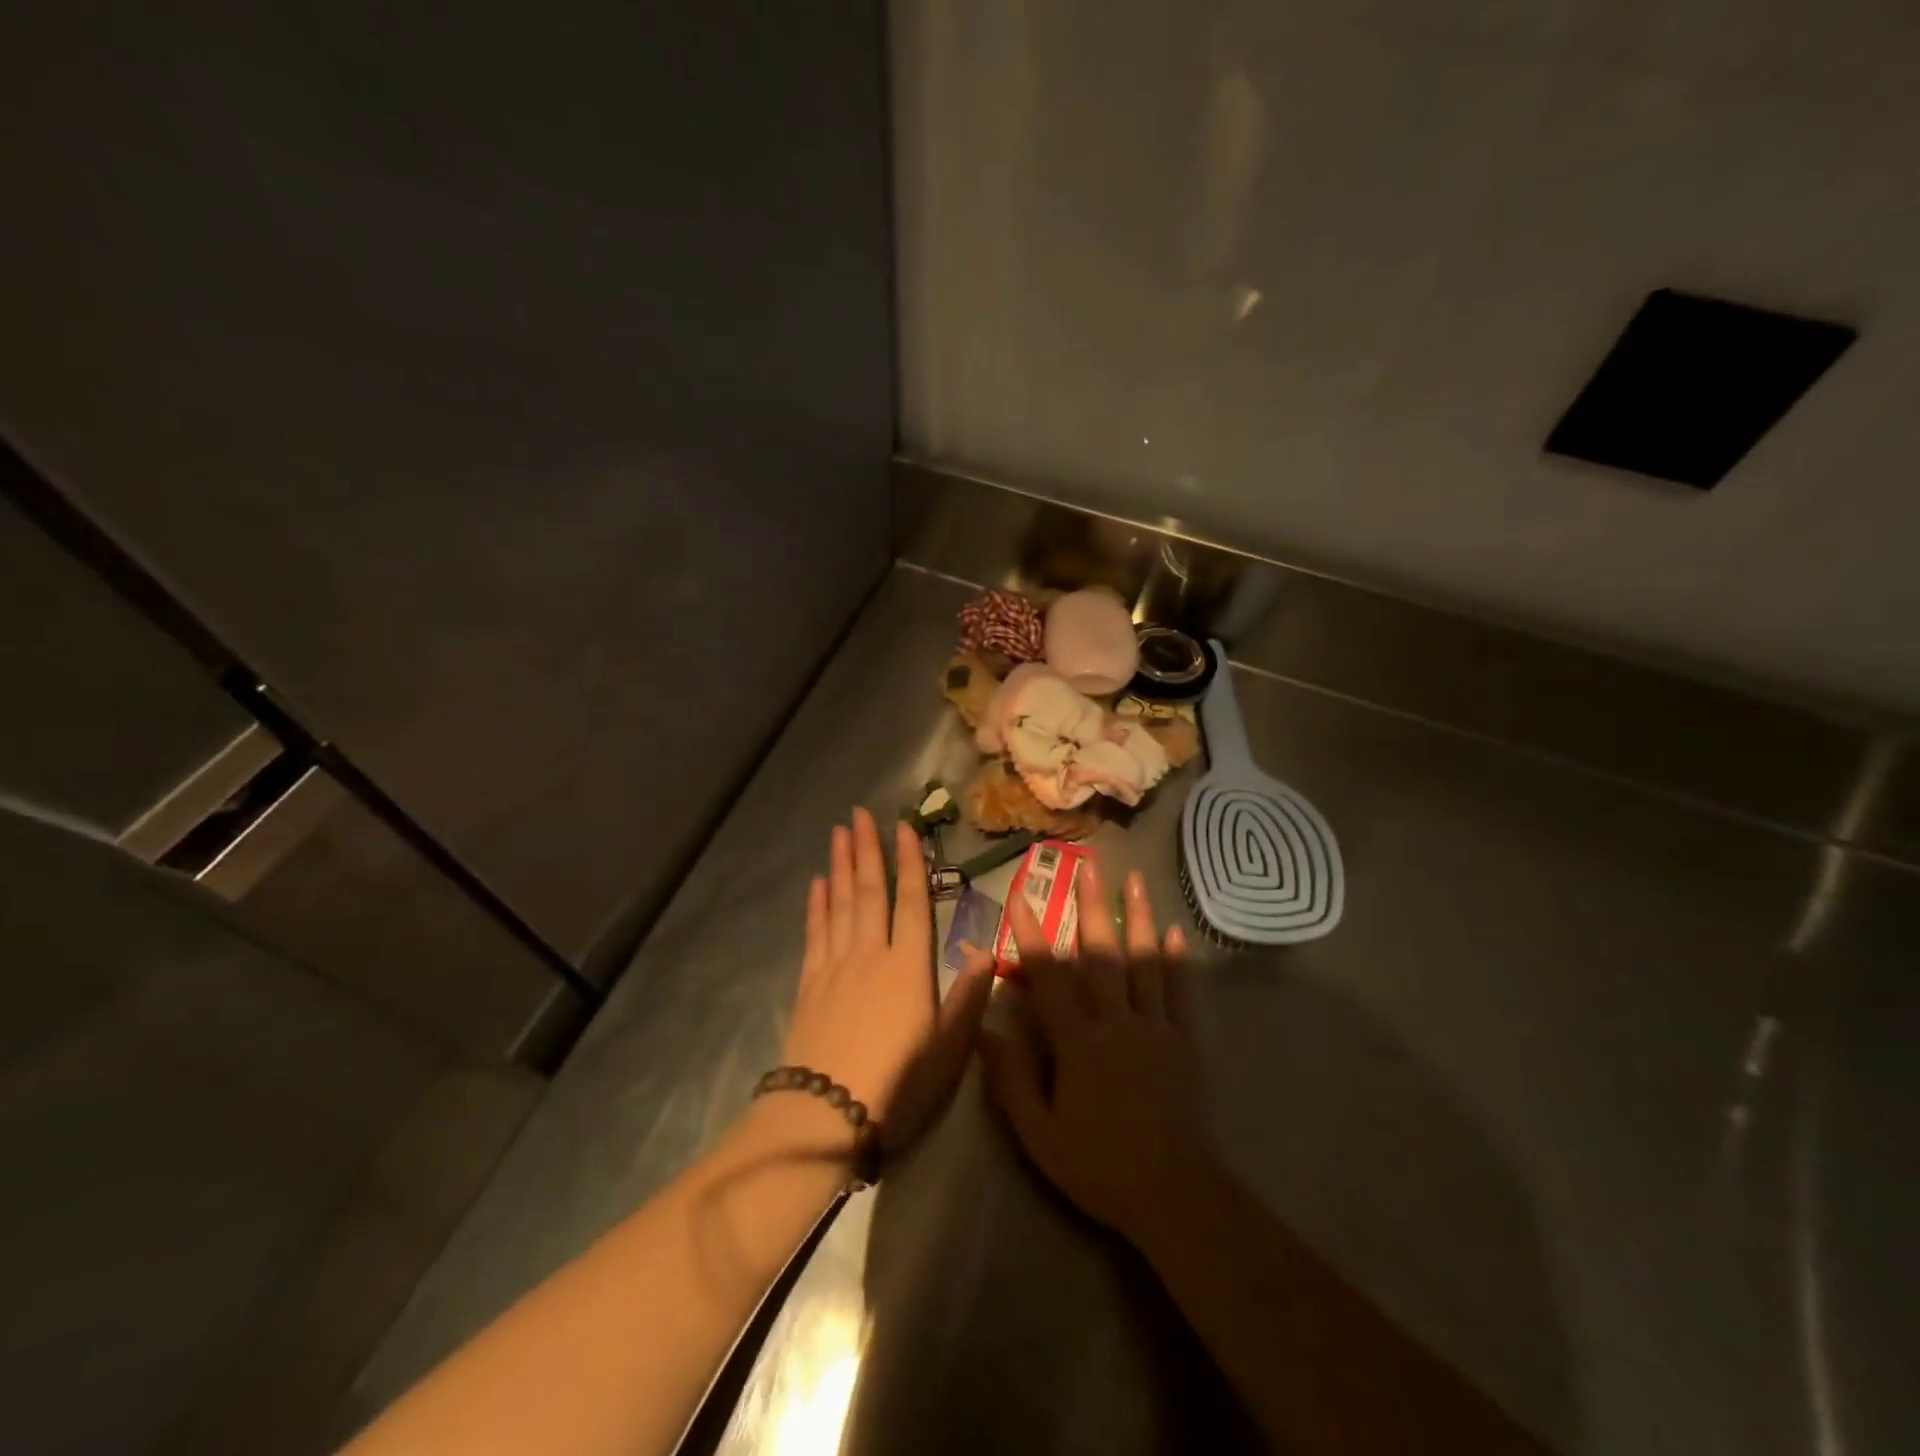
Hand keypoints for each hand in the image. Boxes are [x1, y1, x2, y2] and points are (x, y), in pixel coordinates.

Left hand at [779, 807, 992, 1156]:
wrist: (825, 1116)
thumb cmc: (897, 1085)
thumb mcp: (948, 1048)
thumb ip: (968, 998)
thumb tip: (988, 952)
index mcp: (908, 966)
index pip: (912, 901)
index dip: (909, 862)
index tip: (904, 827)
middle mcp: (870, 954)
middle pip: (869, 891)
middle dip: (866, 849)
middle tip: (859, 813)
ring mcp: (834, 966)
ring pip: (839, 904)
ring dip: (839, 866)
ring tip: (839, 833)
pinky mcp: (809, 984)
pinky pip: (815, 933)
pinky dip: (816, 905)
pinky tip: (816, 884)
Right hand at [979, 861, 1208, 1245]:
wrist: (1172, 1193)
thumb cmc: (1097, 1164)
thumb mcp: (1039, 1133)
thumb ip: (1010, 1080)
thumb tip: (983, 1030)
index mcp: (1078, 1041)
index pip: (1048, 976)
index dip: (1030, 934)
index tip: (1017, 896)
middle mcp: (1116, 1021)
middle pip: (1101, 954)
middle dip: (1092, 905)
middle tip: (1088, 865)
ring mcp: (1156, 1027)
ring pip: (1144, 962)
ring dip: (1138, 917)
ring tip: (1135, 880)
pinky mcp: (1186, 1041)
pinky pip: (1182, 993)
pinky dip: (1178, 961)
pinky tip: (1176, 933)